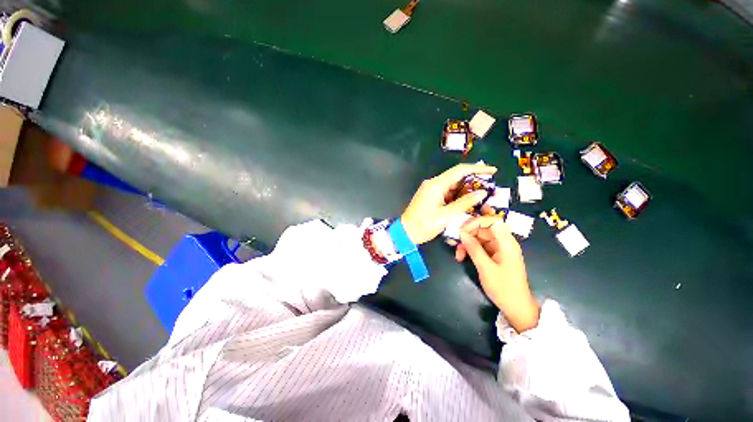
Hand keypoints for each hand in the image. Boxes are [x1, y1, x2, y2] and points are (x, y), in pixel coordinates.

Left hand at [400, 164, 496, 244]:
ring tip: (483, 198)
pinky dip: (459, 197)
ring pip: (453, 186)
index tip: (493, 171)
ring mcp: (432, 190)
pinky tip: (469, 203)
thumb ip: (464, 203)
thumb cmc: (424, 224)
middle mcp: (434, 184)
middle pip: (457, 178)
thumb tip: (482, 193)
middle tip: (490, 190)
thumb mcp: (446, 215)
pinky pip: (448, 193)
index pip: (459, 171)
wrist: (405, 232)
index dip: (477, 169)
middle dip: (474, 183)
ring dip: (467, 191)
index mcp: (436, 185)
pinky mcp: (431, 197)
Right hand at [456, 216, 538, 332]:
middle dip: (468, 235)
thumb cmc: (503, 288)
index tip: (462, 230)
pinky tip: (462, 257)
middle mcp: (503, 242)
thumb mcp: (485, 268)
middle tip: (456, 245)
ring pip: (479, 238)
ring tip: (458, 255)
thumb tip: (462, 233)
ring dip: (467, 244)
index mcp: (506, 243)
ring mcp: (499, 249)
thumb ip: (474, 249)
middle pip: (483, 229)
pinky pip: (480, 246)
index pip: (492, 221)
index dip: (476, 222)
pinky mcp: (494, 255)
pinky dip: (470, 250)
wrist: (516, 308)